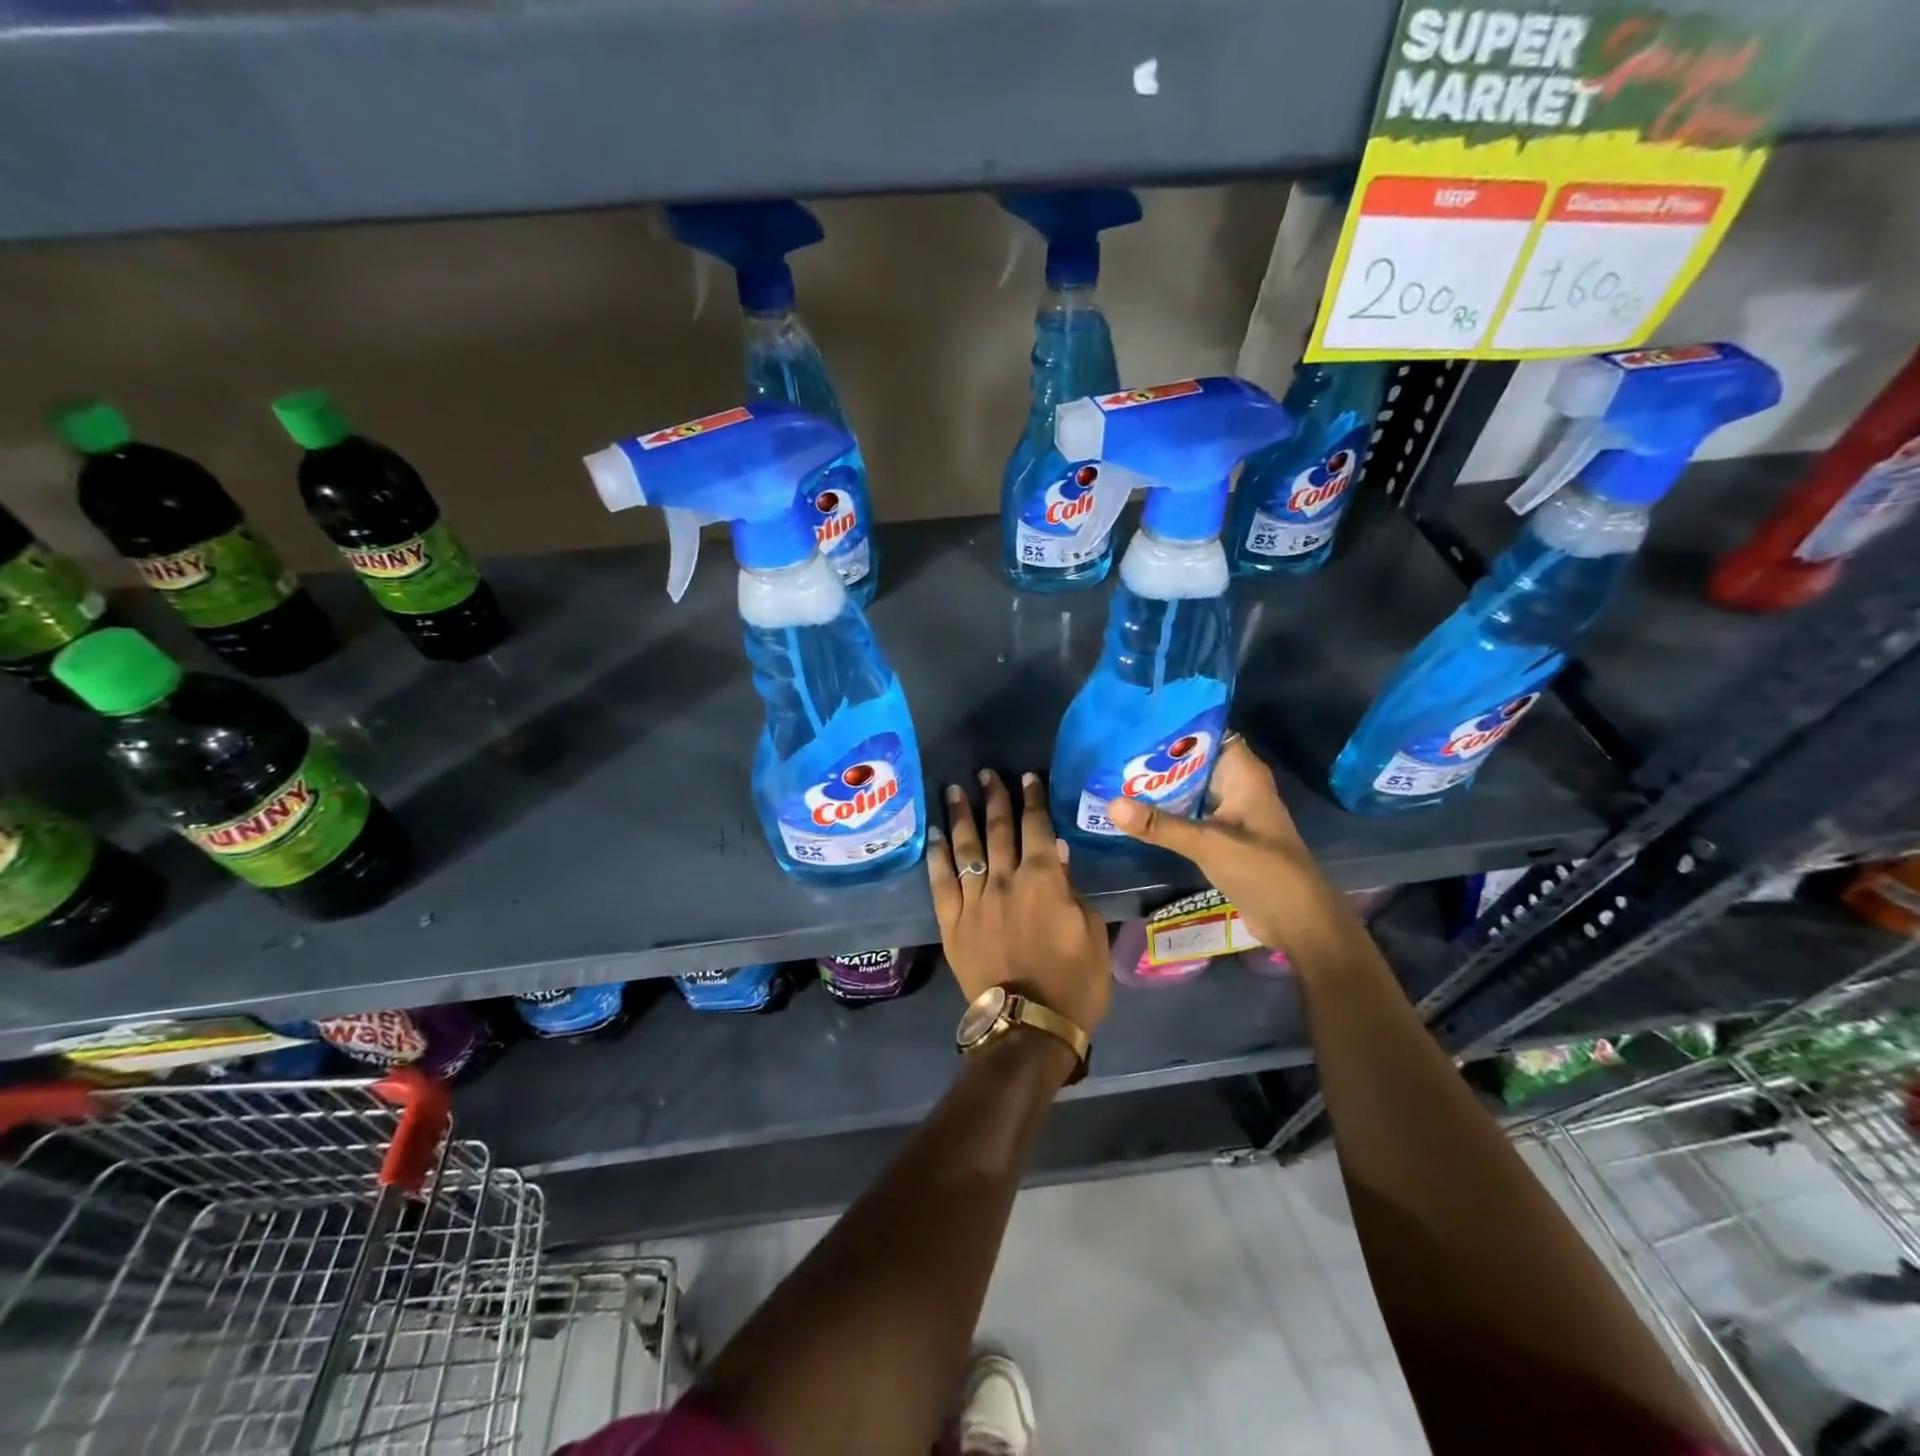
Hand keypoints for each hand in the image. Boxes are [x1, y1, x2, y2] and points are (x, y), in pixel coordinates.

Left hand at [928, 770, 1111, 1035]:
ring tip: (954, 789)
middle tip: (986, 773)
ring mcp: (974, 900)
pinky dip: (937, 855)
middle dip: (993, 796)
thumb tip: (1059, 855)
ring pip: (966, 847)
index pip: (1037, 827)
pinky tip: (934, 835)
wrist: (1029, 1027)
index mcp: (1045, 880)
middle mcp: (1005, 880)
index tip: (1026, 777)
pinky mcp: (952, 922)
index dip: (1032, 800)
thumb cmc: (1074, 983)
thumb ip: (1073, 890)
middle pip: (998, 828)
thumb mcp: (1091, 933)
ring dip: (960, 815)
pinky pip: (940, 882)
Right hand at [1105, 736, 1334, 953]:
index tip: (1137, 723)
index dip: (1176, 726)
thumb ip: (1161, 825)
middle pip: (1193, 760)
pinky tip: (1134, 810)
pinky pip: (1188, 813)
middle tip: (1114, 749)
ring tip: (1114, 774)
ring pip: (1188, 788)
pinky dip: (1165, 811)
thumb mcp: (1208, 844)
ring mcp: (1229, 812)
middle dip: (1157, 757)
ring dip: (1158, 785)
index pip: (1208, 733)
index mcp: (1243, 774)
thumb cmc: (1262, 870)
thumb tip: (1111, 805)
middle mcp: (1236, 786)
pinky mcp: (1221, 836)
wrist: (1297, 921)